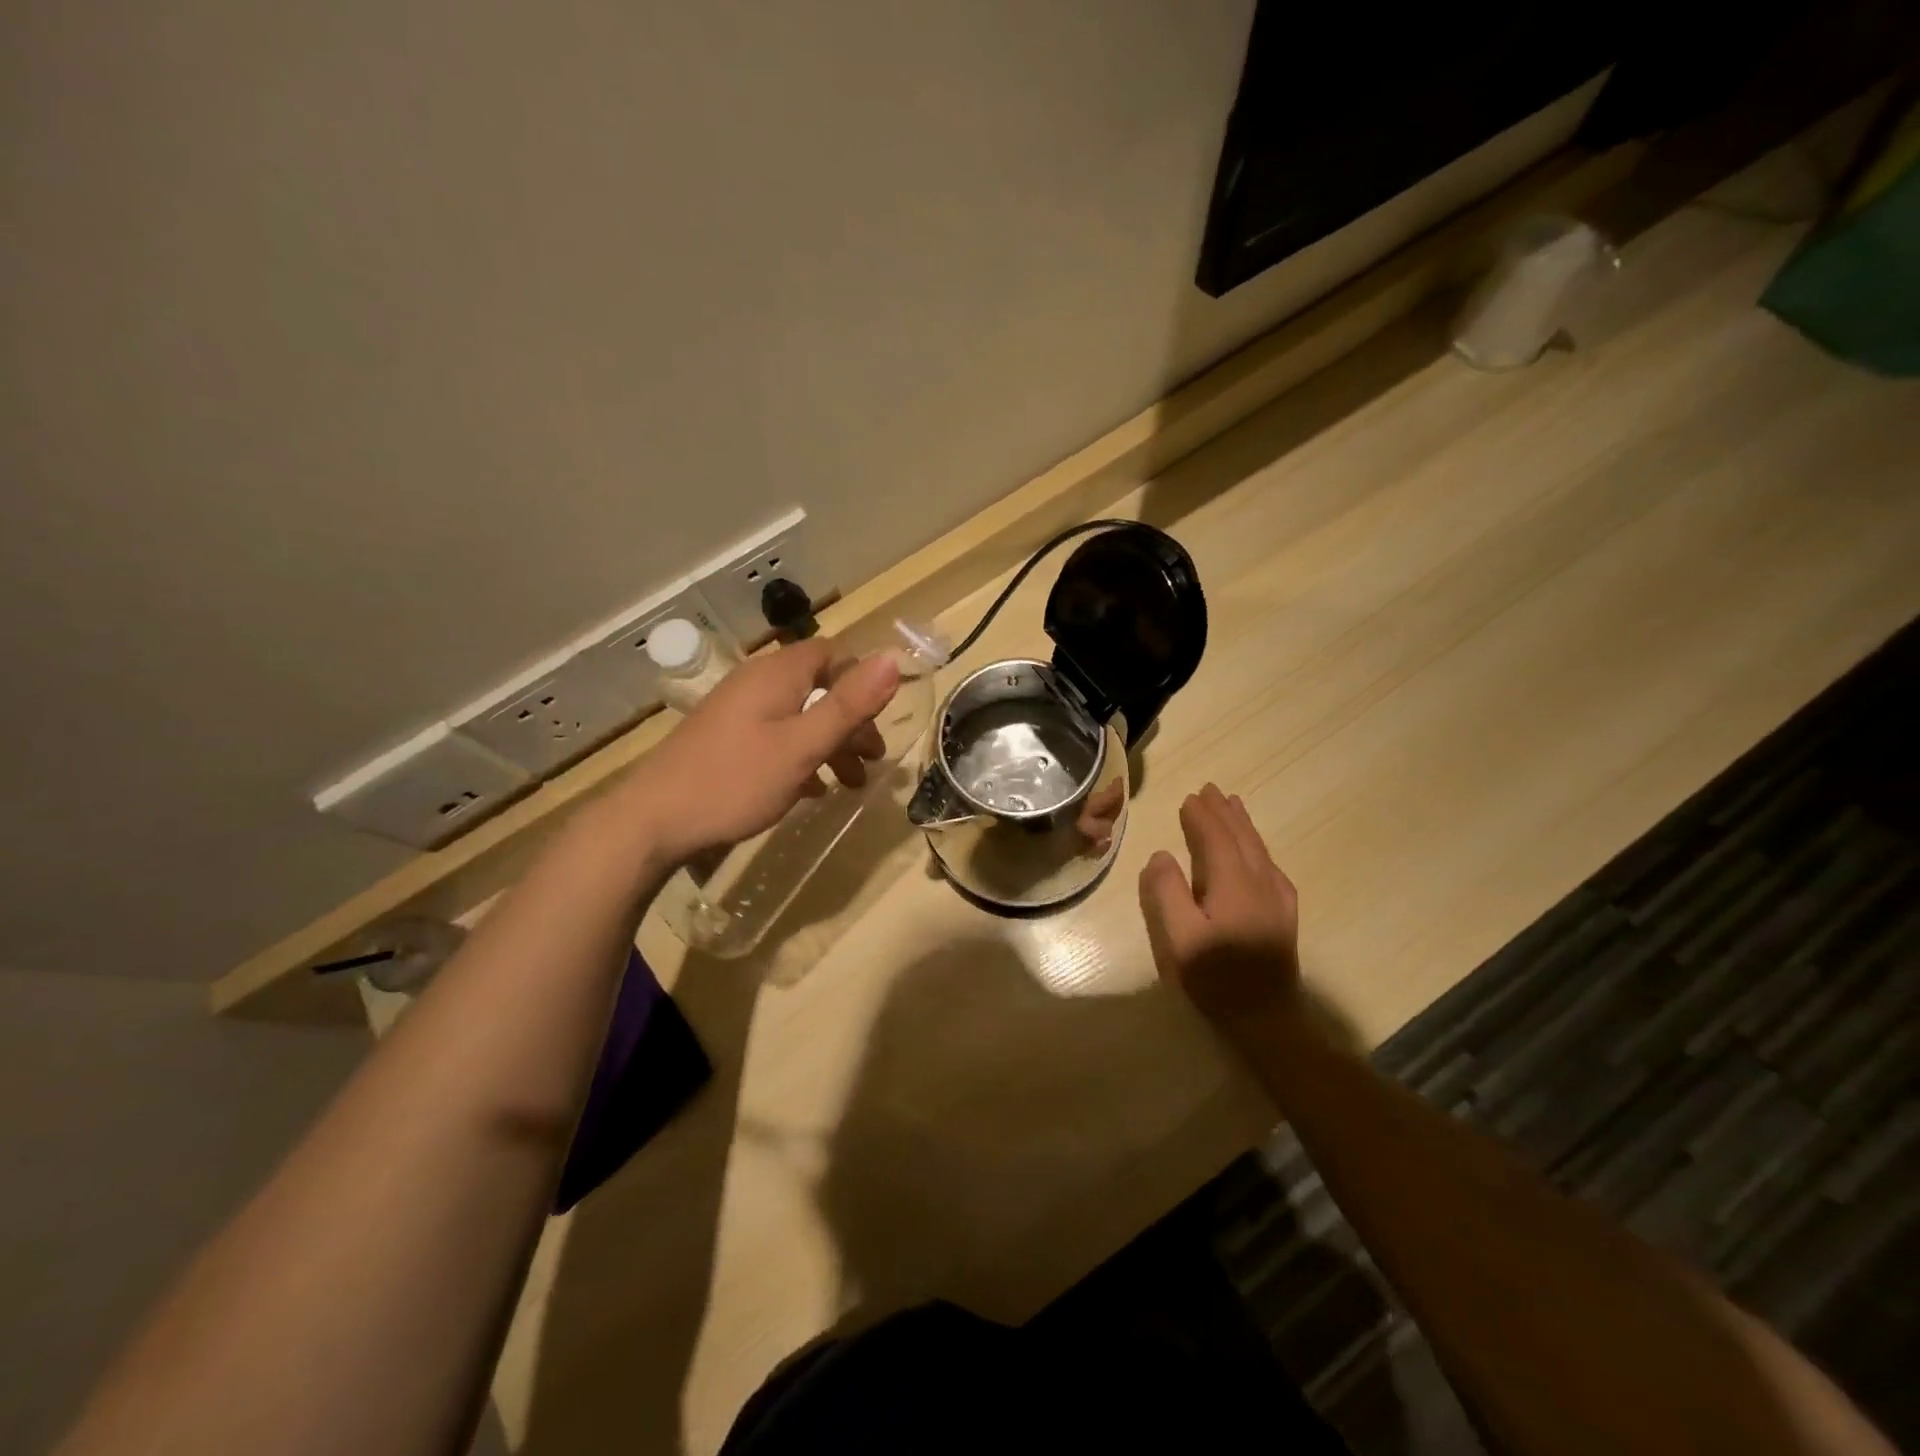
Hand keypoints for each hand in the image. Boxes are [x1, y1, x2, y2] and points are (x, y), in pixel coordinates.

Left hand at [623, 638, 899, 863]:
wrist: (653, 822)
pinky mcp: (725, 741)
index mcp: (777, 675)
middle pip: (818, 689)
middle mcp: (756, 684)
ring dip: (830, 745)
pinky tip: (811, 791)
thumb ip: (848, 705)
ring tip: (849, 784)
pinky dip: (801, 757)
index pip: (832, 654)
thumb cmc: (736, 781)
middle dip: (851, 722)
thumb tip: (893, 658)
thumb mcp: (802, 746)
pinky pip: (776, 738)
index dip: (862, 680)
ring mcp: (737, 713)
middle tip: (872, 761)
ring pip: (798, 717)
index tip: (881, 718)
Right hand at [1138, 784, 1301, 1030]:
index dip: (1202, 817)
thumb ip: (1166, 893)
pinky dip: (1256, 845)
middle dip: (1224, 813)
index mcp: (1233, 884)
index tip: (1189, 798)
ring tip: (1232, 805)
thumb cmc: (1216, 979)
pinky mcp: (1284, 914)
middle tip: (1210, 790)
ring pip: (1259, 849)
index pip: (1216, 839)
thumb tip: (1162, 855)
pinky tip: (1254, 850)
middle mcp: (1260, 882)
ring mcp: (1277, 898)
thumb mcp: (1179, 940)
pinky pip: (1269, 864)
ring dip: (1243, 824)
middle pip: (1242, 837)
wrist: (1268, 1019)